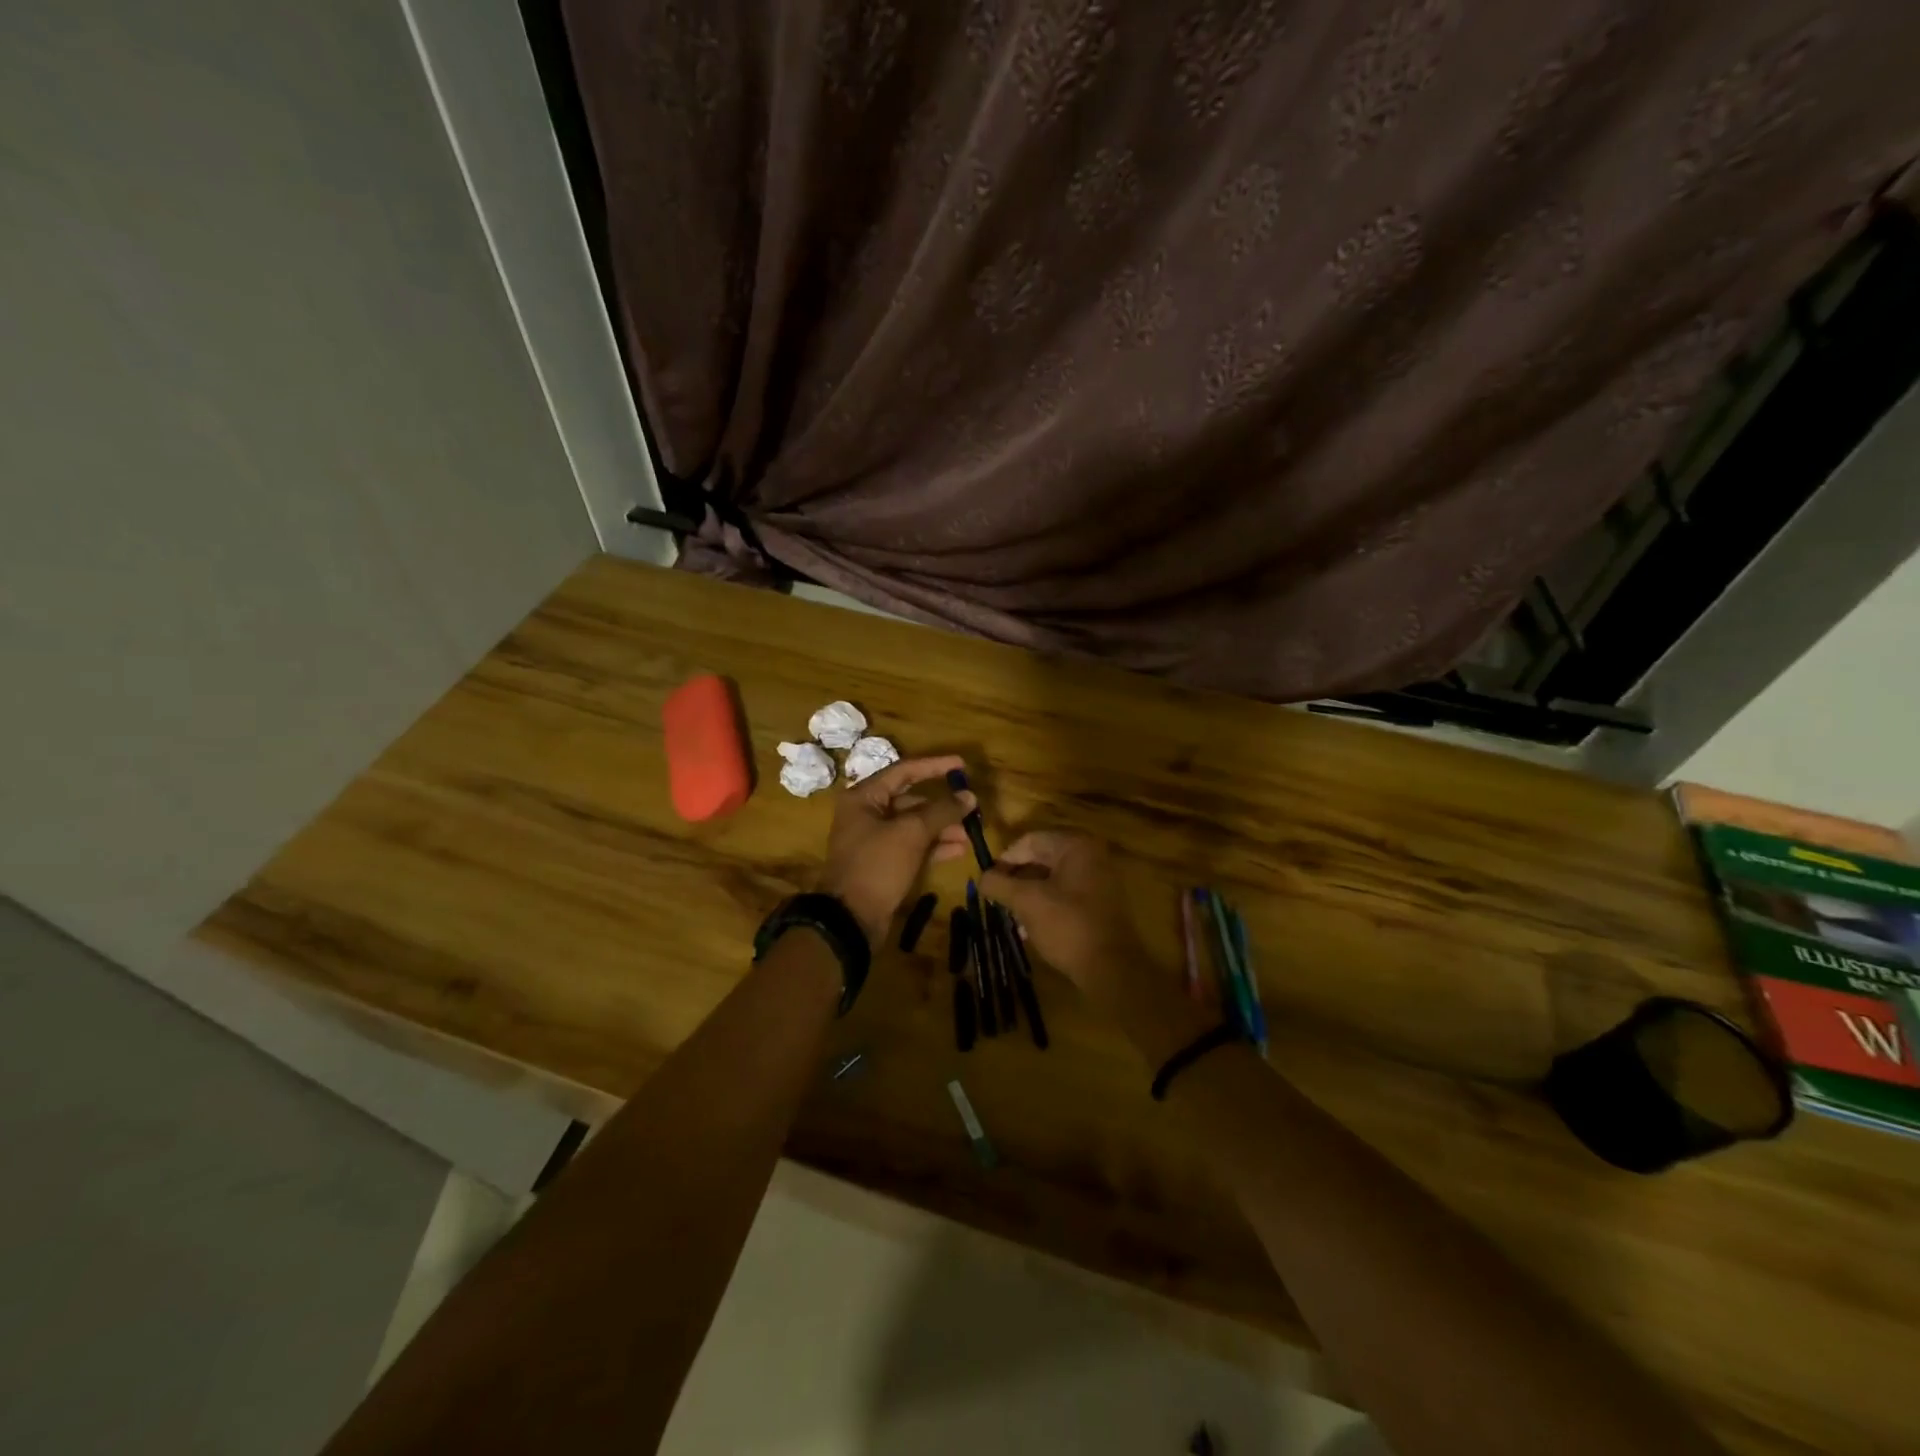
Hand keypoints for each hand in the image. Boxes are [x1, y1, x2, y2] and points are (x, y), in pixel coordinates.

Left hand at [815, 755, 975, 940]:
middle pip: (911, 800)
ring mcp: (875, 840)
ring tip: (970, 833)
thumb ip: (941, 811)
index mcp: (864, 797)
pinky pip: (912, 846)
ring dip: (942, 827)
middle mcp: (867, 814)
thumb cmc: (877, 865)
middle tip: (971, 807)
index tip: (962, 765)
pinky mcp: (884, 863)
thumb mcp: (911, 833)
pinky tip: (959, 850)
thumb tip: (968, 796)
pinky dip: (934, 846)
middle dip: (942, 805)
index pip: (904, 771)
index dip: (935, 766)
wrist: (850, 919)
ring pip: (914, 825)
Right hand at [979, 832, 1151, 1001]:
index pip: (1029, 841)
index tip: (987, 882)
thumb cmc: (1067, 926)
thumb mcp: (1026, 902)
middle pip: (1040, 858)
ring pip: (1051, 879)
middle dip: (1015, 880)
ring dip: (1027, 895)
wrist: (1111, 969)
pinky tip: (1029, 928)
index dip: (1004, 859)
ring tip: (1010, 917)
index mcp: (1075, 846)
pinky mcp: (1099, 903)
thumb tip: (981, 877)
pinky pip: (1064, 895)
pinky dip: (1045, 906)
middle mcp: (1090, 856)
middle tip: (997, 899)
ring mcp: (1098, 880)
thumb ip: (999, 884)